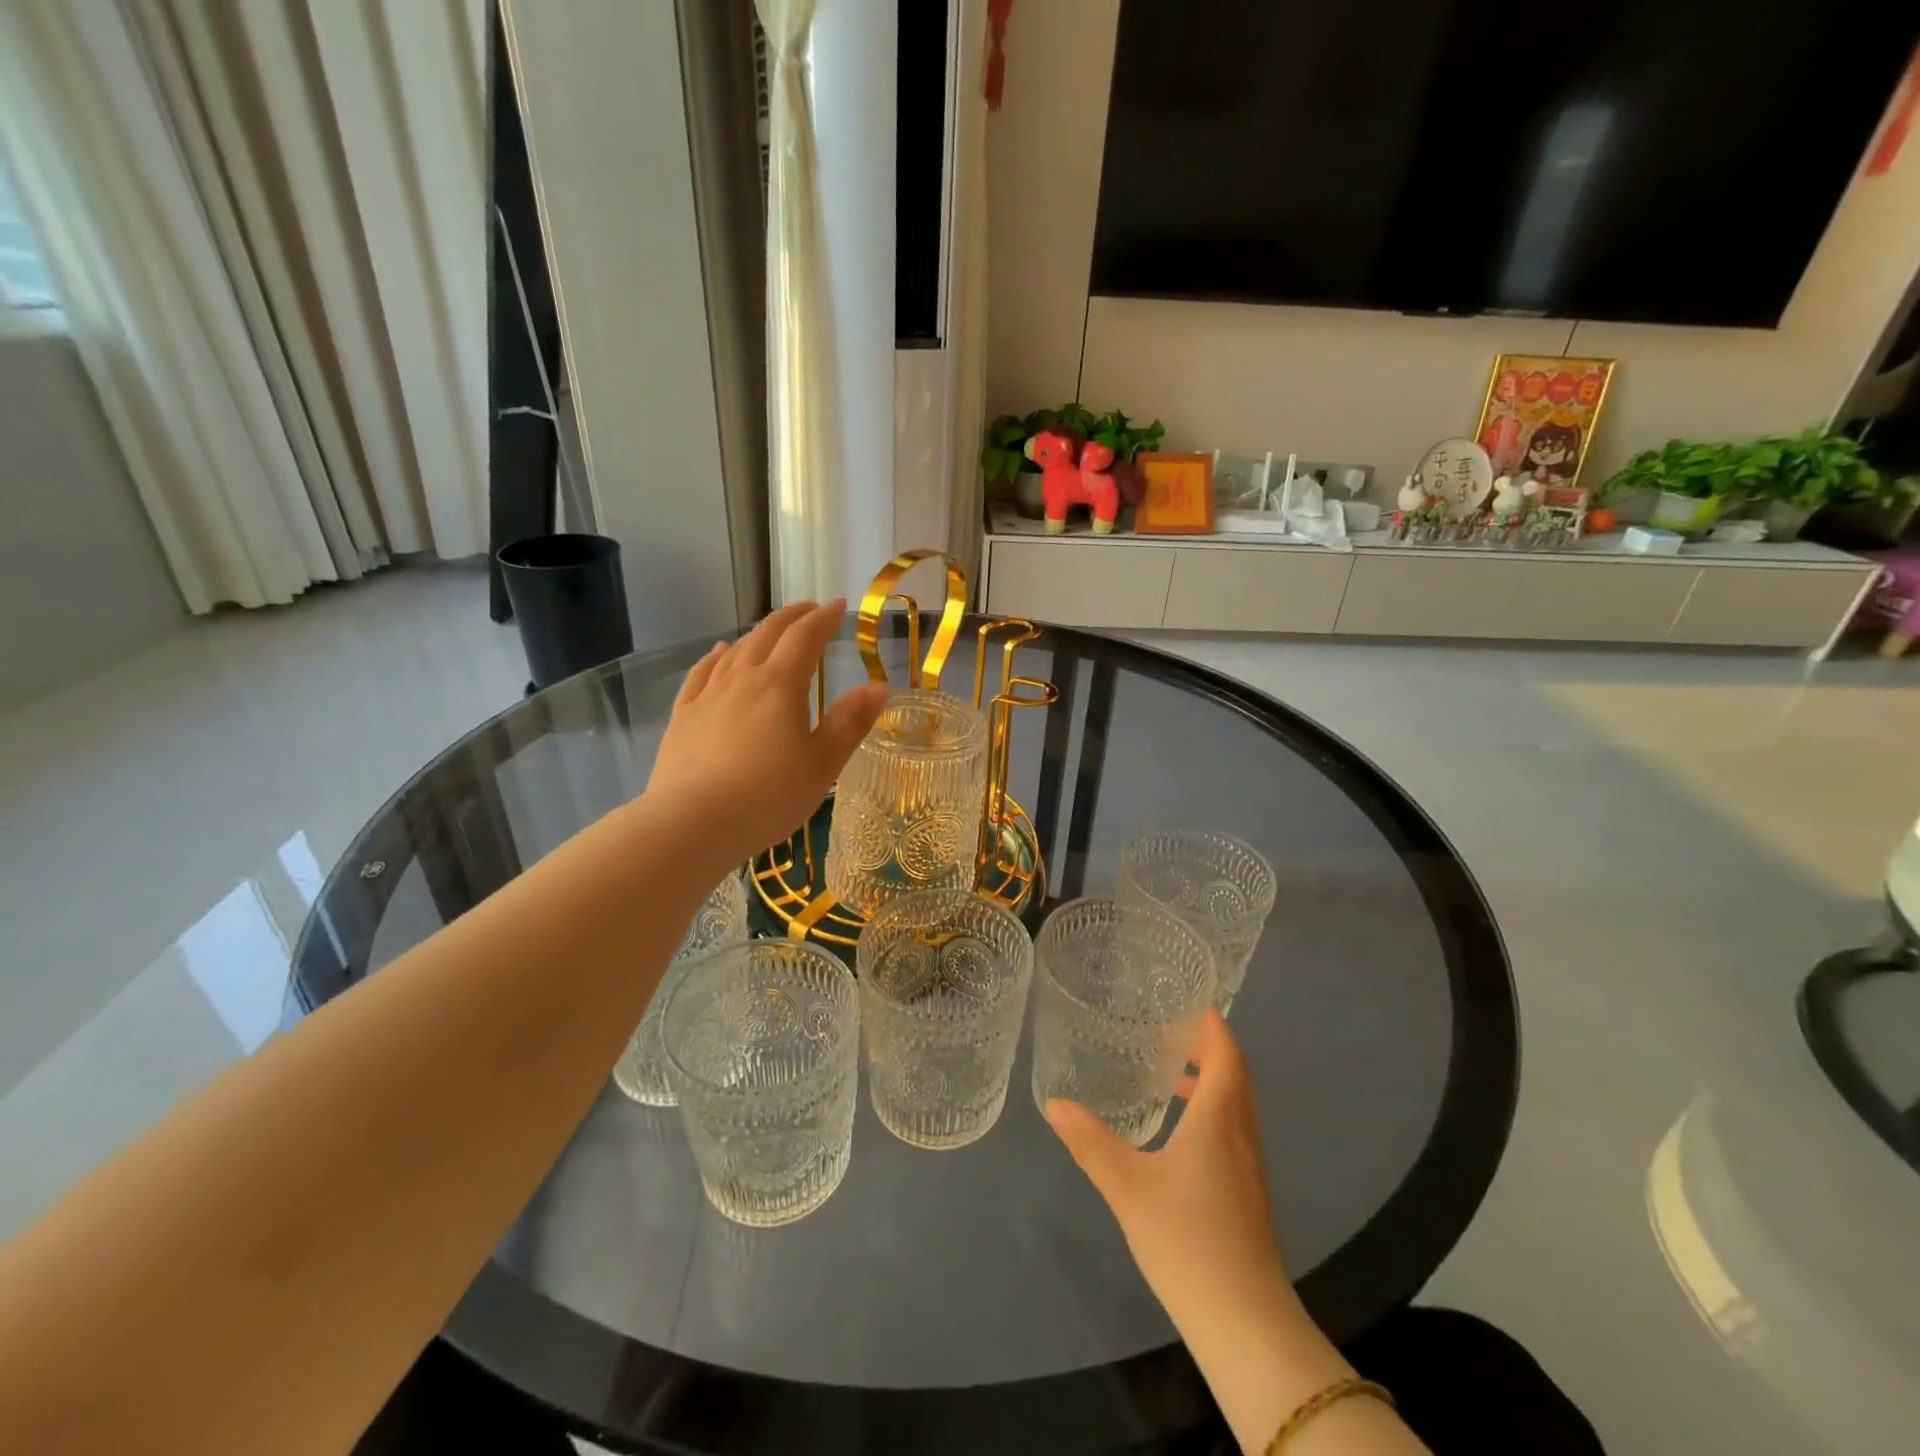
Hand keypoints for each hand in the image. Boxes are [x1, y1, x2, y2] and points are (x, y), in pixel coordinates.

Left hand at [648, 601, 887, 868]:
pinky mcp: (683, 716)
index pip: (805, 638)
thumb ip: (849, 723)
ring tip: (771, 628)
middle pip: (768, 635)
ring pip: (736, 651)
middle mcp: (742, 679)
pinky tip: (719, 653)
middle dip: (792, 618)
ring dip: (758, 633)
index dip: (823, 619)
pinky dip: (716, 657)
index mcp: (780, 685)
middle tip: (809, 609)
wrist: (691, 824)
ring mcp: (708, 696)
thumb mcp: (822, 765)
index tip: (838, 606)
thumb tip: (878, 686)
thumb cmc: (768, 797)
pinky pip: (701, 673)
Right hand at [1045, 1009, 1296, 1335]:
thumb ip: (1090, 1142)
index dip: (1213, 1025)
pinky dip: (1212, 1112)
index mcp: (1219, 1120)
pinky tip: (1179, 1133)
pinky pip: (1234, 1132)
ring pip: (1237, 1107)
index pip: (1227, 1055)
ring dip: (1212, 1082)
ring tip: (1171, 1074)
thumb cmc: (1188, 1240)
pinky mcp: (1247, 1196)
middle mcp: (1241, 1135)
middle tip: (1172, 1030)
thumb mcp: (1127, 1186)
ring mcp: (1249, 1169)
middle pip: (1236, 1077)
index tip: (1191, 1001)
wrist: (1245, 1323)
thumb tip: (1055, 1103)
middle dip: (1210, 1048)